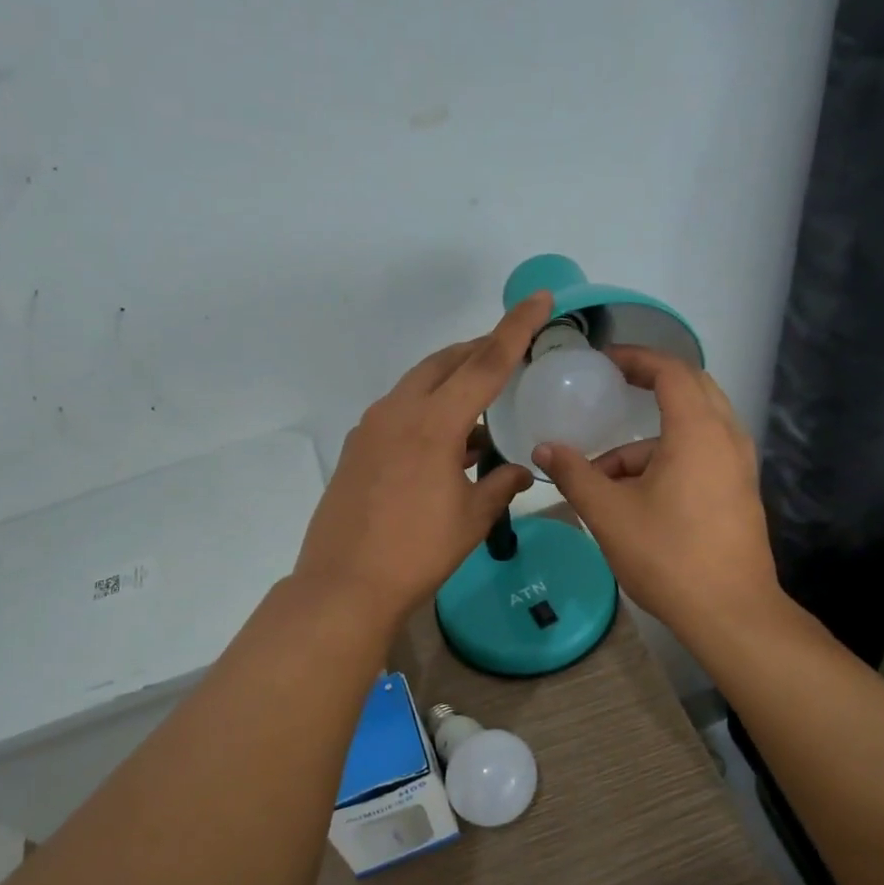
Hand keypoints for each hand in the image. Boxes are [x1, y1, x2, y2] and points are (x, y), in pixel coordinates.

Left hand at [293, 292, 549, 628]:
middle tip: (510, 352)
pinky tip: (446, 442)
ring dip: (451, 383)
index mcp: (434, 423)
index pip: (485, 363)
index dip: (516, 328)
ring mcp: (371, 428)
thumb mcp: (471, 519)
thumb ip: (501, 486)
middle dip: (479, 350)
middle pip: (445, 363)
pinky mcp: (357, 448)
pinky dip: (428, 411)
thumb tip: (522, 470)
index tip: (538, 299)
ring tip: (482, 404)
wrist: (345, 585)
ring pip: (418, 385)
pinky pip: (399, 412)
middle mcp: (398, 412)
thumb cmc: (417, 552)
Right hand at [533, 347, 778, 637]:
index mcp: (698, 431)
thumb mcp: (609, 513)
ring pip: (693, 430)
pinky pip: (702, 455)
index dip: (636, 358)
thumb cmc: (667, 555)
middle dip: (649, 386)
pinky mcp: (739, 492)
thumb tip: (544, 449)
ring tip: (604, 476)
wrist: (730, 612)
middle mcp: (727, 438)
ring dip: (649, 441)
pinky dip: (668, 459)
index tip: (605, 362)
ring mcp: (739, 467)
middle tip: (613, 390)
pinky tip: (634, 496)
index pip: (671, 371)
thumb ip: (574, 474)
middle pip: (691, 390)